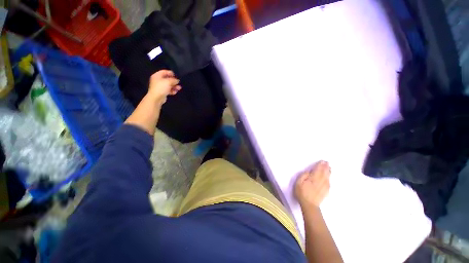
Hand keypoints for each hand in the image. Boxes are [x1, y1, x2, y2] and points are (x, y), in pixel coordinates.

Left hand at [148, 70, 181, 103]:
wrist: (156, 98)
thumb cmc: (161, 88)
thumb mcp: (168, 82)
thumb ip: (174, 80)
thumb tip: (177, 80)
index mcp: (157, 76)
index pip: (164, 72)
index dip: (171, 73)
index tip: (176, 76)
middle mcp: (158, 80)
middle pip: (167, 79)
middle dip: (174, 81)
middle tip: (178, 83)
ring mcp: (160, 86)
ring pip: (169, 85)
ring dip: (174, 86)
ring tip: (179, 88)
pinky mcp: (162, 92)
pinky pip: (168, 90)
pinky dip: (172, 90)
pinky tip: (175, 92)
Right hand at [295, 160, 330, 207]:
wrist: (309, 205)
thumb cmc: (302, 192)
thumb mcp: (299, 182)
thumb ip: (304, 176)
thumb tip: (309, 171)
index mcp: (313, 179)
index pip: (317, 170)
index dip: (320, 165)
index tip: (322, 161)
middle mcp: (320, 181)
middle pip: (324, 173)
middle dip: (325, 167)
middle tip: (327, 162)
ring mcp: (324, 186)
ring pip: (327, 177)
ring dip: (328, 172)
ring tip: (329, 167)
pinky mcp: (326, 191)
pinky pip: (329, 182)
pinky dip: (329, 178)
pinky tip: (329, 177)